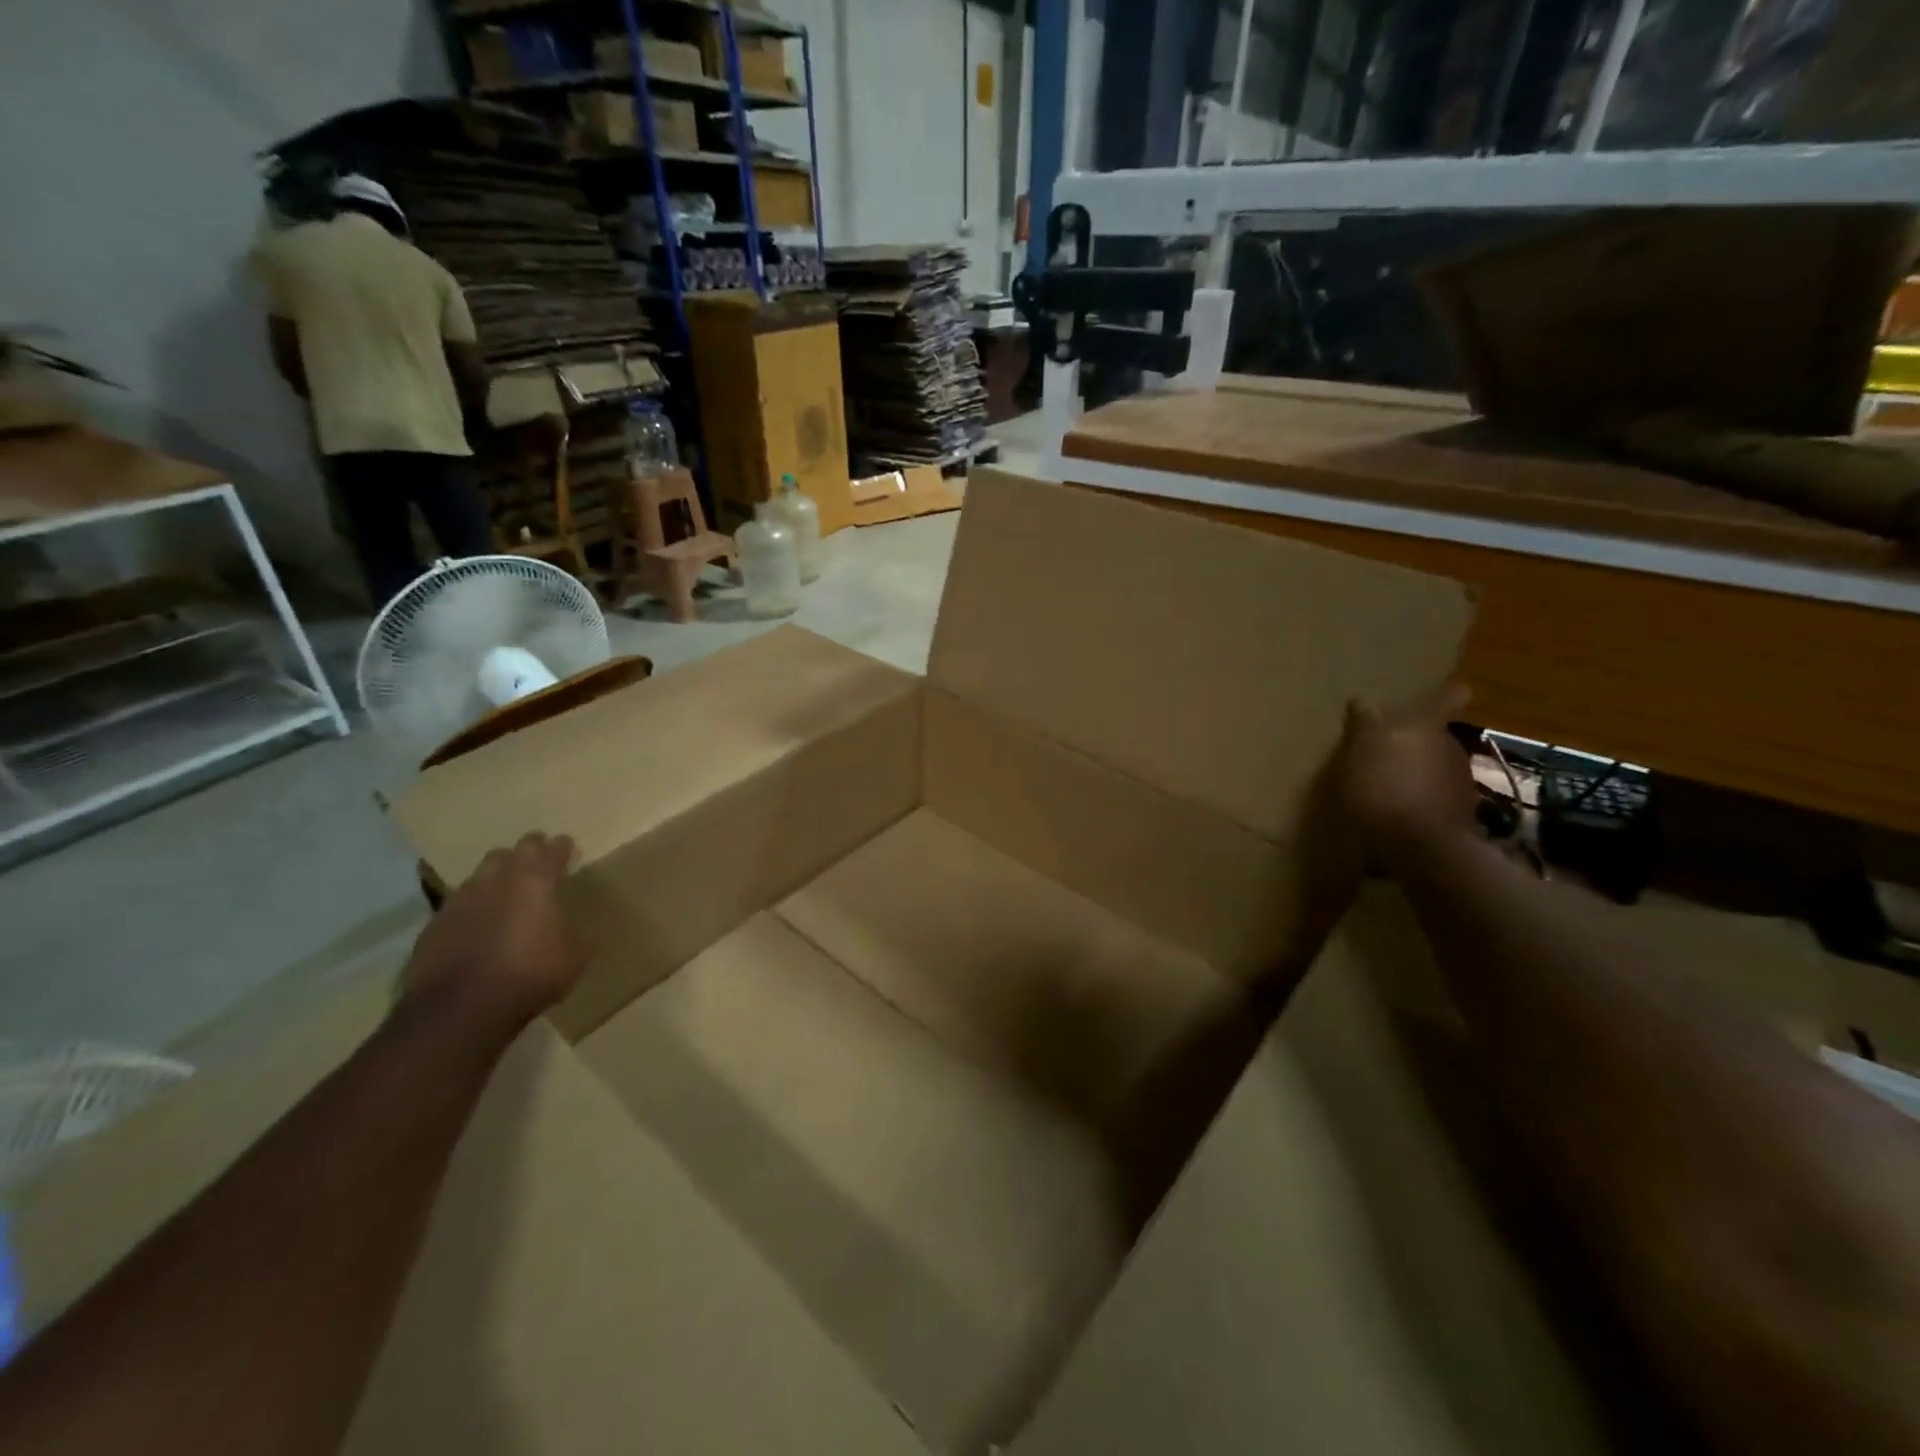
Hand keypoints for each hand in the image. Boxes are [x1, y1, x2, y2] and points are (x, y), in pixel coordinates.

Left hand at [399, 832, 585, 1039]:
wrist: (460, 1010)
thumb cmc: (530, 974)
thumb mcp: (575, 956)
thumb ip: (575, 932)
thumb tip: (574, 929)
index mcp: (534, 880)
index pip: (550, 848)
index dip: (561, 847)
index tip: (567, 848)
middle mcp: (495, 880)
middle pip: (509, 852)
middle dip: (525, 855)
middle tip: (537, 867)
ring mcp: (459, 901)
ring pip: (479, 876)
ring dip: (495, 881)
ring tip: (506, 898)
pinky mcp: (433, 926)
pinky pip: (458, 907)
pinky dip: (472, 911)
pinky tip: (478, 930)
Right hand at [1335, 682, 1478, 862]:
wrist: (1419, 846)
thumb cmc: (1383, 786)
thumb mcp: (1361, 749)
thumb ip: (1364, 723)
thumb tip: (1362, 700)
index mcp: (1427, 727)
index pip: (1449, 697)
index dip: (1448, 693)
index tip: (1446, 691)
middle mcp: (1452, 748)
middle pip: (1439, 737)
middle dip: (1419, 743)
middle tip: (1390, 753)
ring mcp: (1460, 784)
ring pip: (1439, 769)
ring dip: (1420, 776)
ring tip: (1390, 790)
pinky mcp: (1459, 817)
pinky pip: (1438, 801)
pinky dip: (1421, 804)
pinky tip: (1399, 818)